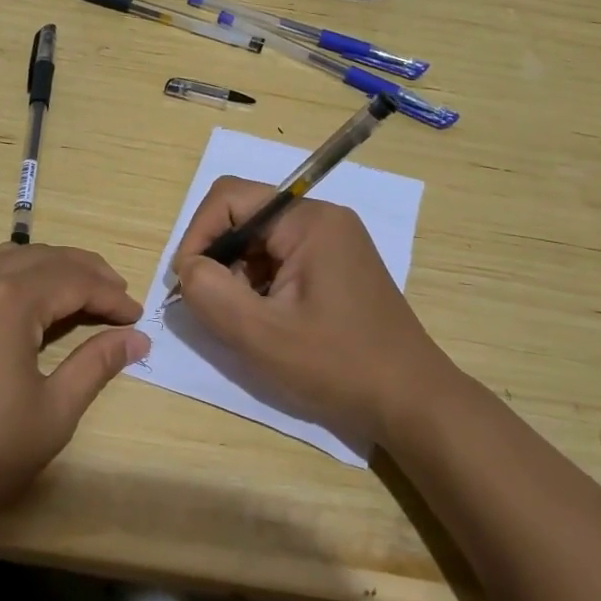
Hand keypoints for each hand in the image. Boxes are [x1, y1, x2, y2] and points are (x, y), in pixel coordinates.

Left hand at [0, 243, 147, 532]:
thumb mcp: (53, 411)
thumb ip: (96, 364)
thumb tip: (136, 338)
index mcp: (7, 299)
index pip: (74, 280)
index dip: (110, 295)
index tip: (137, 316)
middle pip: (42, 257)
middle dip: (85, 272)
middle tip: (117, 295)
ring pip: (9, 259)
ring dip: (49, 269)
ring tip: (81, 294)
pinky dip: (15, 279)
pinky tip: (30, 305)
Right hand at [171, 176, 452, 447]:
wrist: (412, 403)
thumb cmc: (338, 366)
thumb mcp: (262, 335)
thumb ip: (210, 293)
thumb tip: (188, 268)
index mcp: (309, 221)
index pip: (229, 197)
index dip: (197, 233)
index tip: (188, 282)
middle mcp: (322, 220)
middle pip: (244, 218)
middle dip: (218, 259)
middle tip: (212, 307)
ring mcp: (332, 243)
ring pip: (259, 242)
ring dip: (237, 276)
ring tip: (242, 321)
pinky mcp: (334, 267)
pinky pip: (279, 260)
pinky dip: (259, 286)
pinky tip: (265, 323)